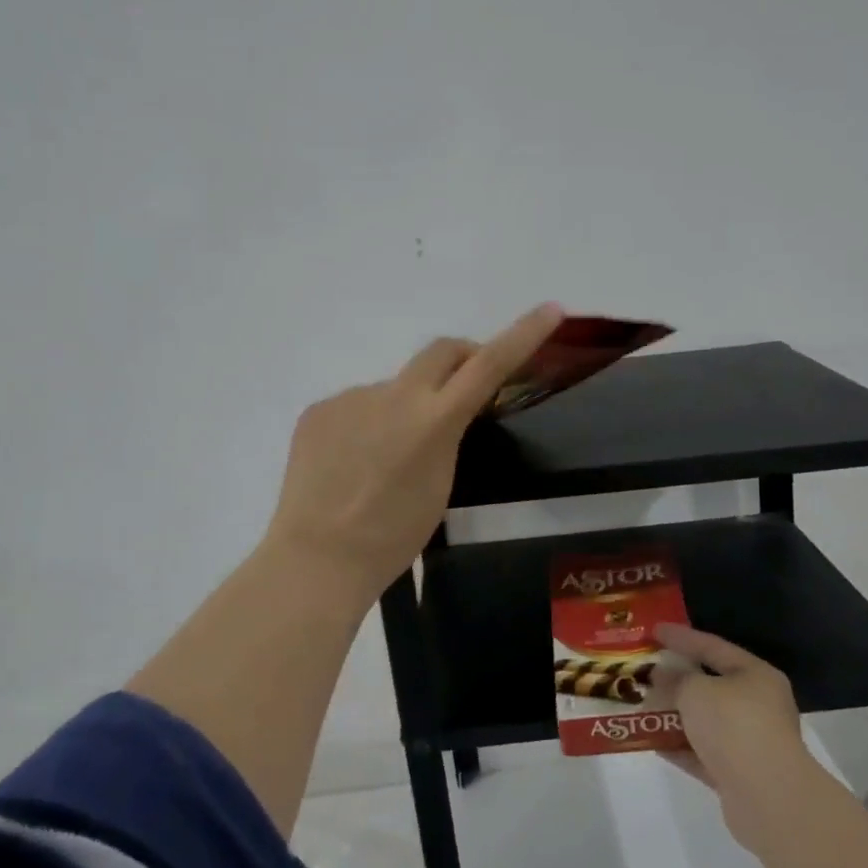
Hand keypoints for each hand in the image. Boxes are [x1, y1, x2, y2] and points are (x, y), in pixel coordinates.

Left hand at [264, 303, 562, 596]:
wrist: (317, 558)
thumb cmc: (392, 536)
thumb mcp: (441, 485)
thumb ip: (447, 436)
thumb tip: (437, 411)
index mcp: (433, 421)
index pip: (489, 365)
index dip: (523, 334)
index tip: (550, 310)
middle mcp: (394, 396)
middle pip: (440, 351)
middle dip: (461, 358)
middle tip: (465, 386)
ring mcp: (351, 398)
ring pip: (393, 389)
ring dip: (402, 409)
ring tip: (384, 461)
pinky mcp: (319, 409)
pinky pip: (355, 408)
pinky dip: (364, 427)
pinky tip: (351, 464)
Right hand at [649, 625, 813, 851]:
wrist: (768, 798)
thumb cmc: (734, 726)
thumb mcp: (696, 691)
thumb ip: (675, 680)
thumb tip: (661, 676)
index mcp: (756, 676)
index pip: (713, 646)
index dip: (681, 637)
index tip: (653, 631)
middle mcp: (758, 706)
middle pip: (710, 686)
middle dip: (676, 680)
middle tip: (645, 672)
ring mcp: (750, 743)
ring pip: (705, 722)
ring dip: (675, 716)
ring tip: (642, 707)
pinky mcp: (739, 776)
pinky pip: (702, 753)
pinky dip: (679, 747)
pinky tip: (651, 742)